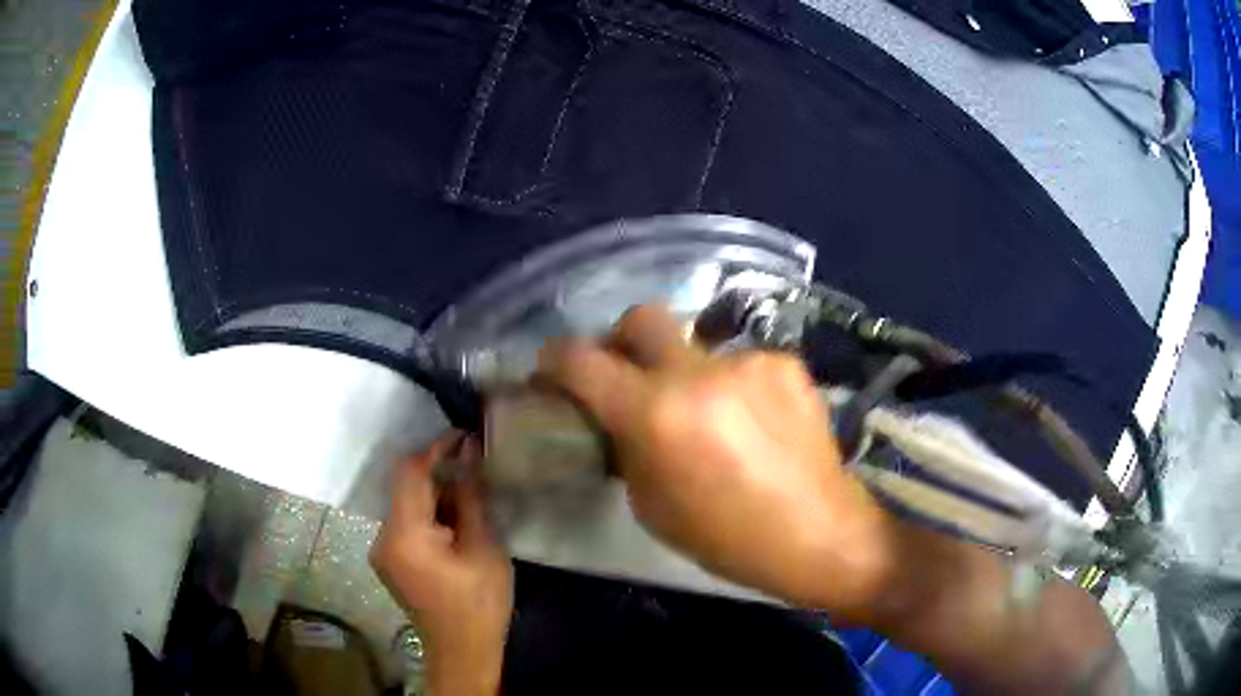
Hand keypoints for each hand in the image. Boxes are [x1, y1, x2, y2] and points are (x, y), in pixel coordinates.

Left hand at [370, 431, 512, 695]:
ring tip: (470, 496)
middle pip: (404, 487)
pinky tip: (454, 523)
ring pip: (405, 504)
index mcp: (404, 535)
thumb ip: (470, 497)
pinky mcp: (388, 561)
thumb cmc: (479, 602)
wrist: (462, 650)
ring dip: (434, 495)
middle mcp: (382, 537)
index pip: (409, 473)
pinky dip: (428, 515)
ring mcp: (381, 550)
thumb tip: (468, 453)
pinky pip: (405, 523)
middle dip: (438, 473)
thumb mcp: (483, 547)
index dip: (435, 448)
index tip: (464, 436)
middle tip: (474, 469)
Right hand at [537, 305, 896, 618]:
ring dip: (686, 371)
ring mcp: (750, 362)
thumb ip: (627, 448)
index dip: (554, 359)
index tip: (551, 370)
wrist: (820, 534)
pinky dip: (732, 385)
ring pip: (697, 345)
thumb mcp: (652, 506)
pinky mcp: (787, 364)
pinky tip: (752, 422)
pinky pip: (740, 363)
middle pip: (643, 316)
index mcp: (657, 415)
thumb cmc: (728, 540)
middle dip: (622, 338)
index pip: (582, 360)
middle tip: (627, 372)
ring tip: (707, 414)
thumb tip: (616, 420)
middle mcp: (700, 373)